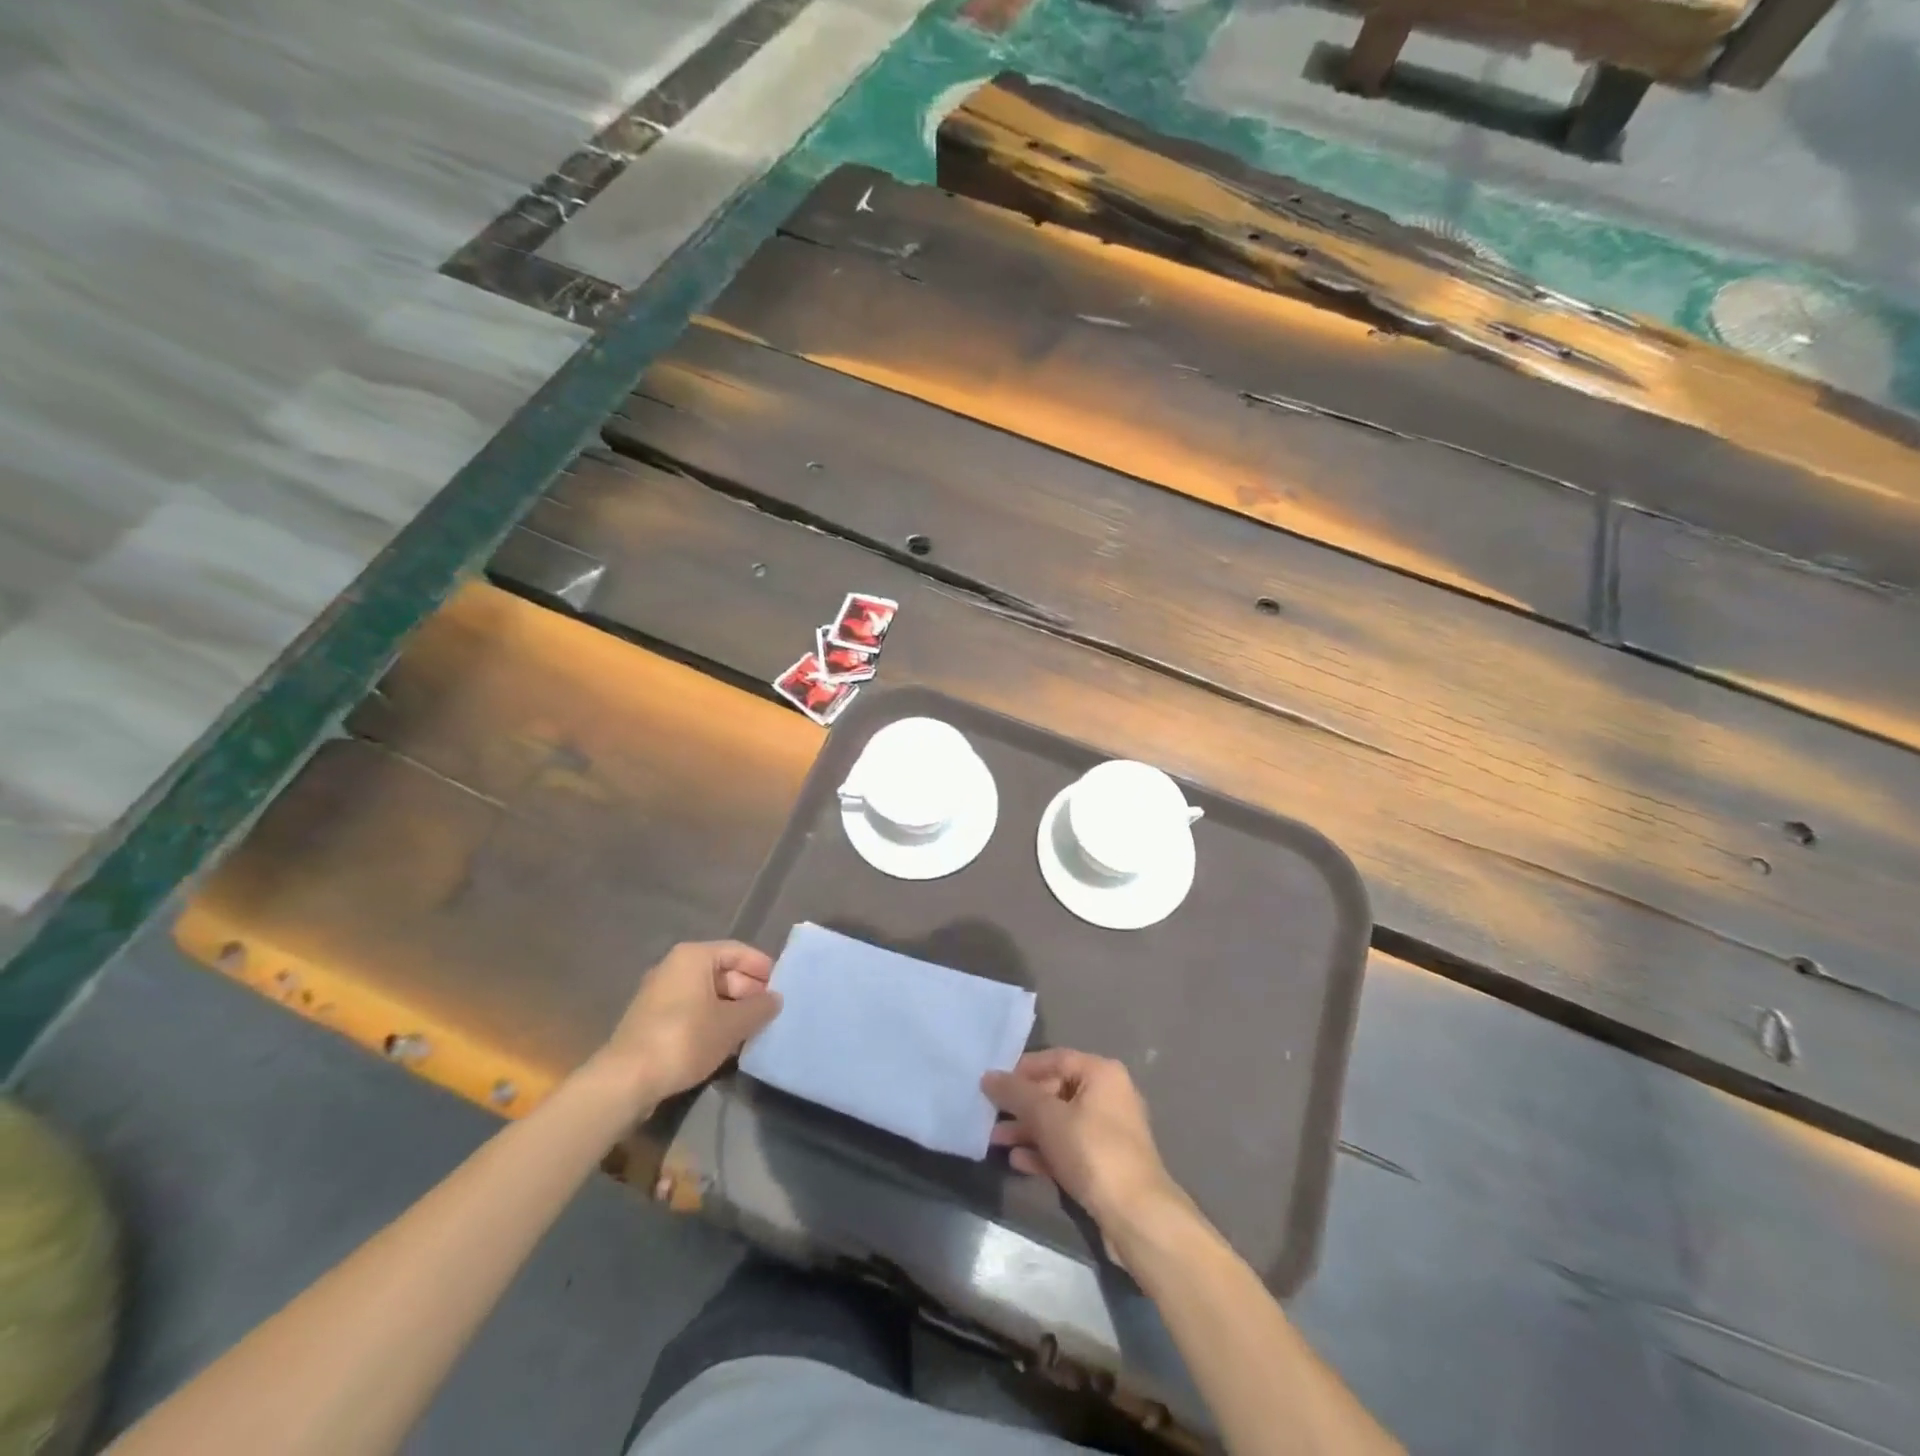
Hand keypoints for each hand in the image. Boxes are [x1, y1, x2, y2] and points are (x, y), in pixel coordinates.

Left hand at [593, 941, 781, 1109]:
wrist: (626, 1080)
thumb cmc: (684, 1039)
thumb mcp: (732, 1024)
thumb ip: (759, 1008)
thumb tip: (775, 999)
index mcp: (694, 957)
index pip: (738, 951)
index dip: (763, 968)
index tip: (782, 988)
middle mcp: (674, 967)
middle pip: (722, 971)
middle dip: (748, 991)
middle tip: (769, 1012)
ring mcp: (660, 994)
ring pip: (707, 993)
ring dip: (731, 1009)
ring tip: (753, 1029)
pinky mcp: (652, 1020)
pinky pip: (692, 1010)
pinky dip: (712, 1020)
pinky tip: (726, 1042)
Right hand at [982, 1049, 1191, 1242]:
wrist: (1136, 1216)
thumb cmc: (1092, 1151)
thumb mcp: (1047, 1117)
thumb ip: (1016, 1094)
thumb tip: (988, 1076)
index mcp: (1101, 1073)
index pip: (1055, 1058)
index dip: (1022, 1069)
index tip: (994, 1084)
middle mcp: (1108, 1095)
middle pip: (1056, 1091)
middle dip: (1022, 1106)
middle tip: (991, 1117)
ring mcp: (1108, 1131)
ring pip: (1060, 1122)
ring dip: (1028, 1131)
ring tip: (997, 1142)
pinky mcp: (1105, 1163)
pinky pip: (1069, 1147)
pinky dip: (1045, 1151)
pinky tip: (1019, 1162)